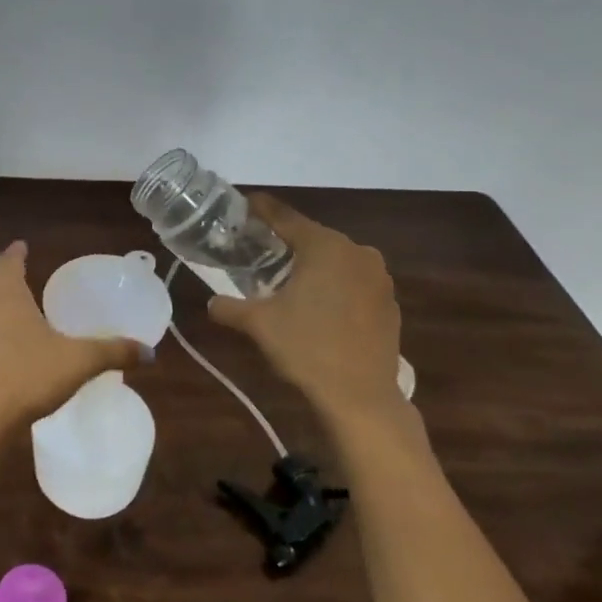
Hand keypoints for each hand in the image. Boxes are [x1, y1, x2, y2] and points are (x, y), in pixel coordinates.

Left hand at [0, 242, 147, 435]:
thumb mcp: (79, 361)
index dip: (17, 253)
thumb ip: (114, 352)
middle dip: (7, 275)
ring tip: (19, 304)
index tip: (23, 245)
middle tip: (24, 271)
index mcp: (7, 294)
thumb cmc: (28, 375)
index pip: (9, 262)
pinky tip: (12, 343)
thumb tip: (150, 352)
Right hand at [207, 194, 426, 451]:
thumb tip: (212, 303)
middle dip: (286, 242)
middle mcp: (356, 252)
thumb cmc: (306, 348)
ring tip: (287, 281)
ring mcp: (378, 278)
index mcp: (324, 246)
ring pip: (335, 260)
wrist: (361, 397)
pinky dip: (333, 286)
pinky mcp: (389, 303)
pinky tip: (318, 307)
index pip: (285, 217)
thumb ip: (229, 307)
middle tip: (259, 250)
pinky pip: (353, 282)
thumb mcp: (258, 324)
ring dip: (312, 266)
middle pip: (312, 237)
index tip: (244, 204)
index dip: (262, 210)